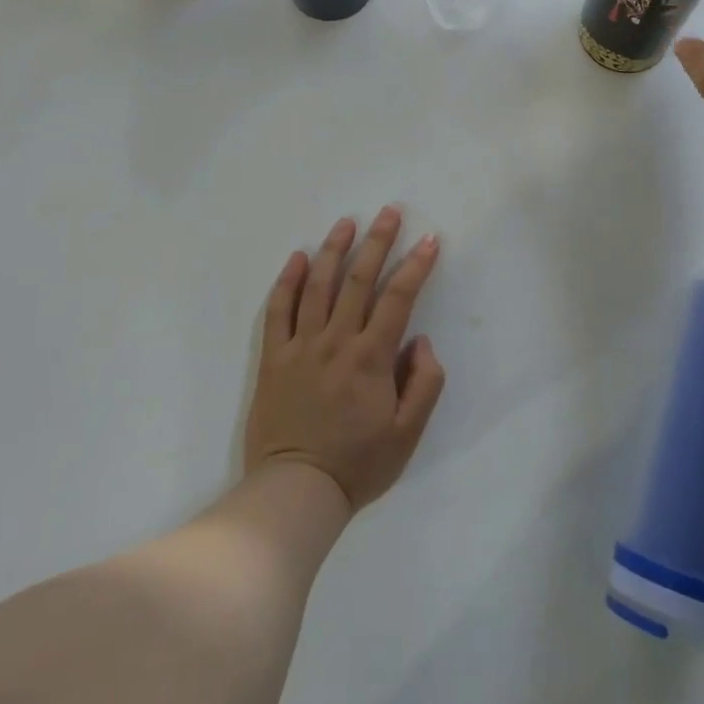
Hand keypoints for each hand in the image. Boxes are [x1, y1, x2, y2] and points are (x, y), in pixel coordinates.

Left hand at [243, 207, 446, 511]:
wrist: (295, 492)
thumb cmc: (357, 464)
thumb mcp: (408, 434)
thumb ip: (424, 383)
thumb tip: (419, 340)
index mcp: (370, 357)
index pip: (398, 298)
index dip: (416, 265)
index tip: (430, 240)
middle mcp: (335, 341)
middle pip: (357, 279)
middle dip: (377, 241)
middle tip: (389, 211)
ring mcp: (300, 346)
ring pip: (317, 285)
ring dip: (333, 249)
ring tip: (346, 222)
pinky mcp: (273, 358)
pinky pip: (278, 310)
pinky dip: (287, 281)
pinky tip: (297, 257)